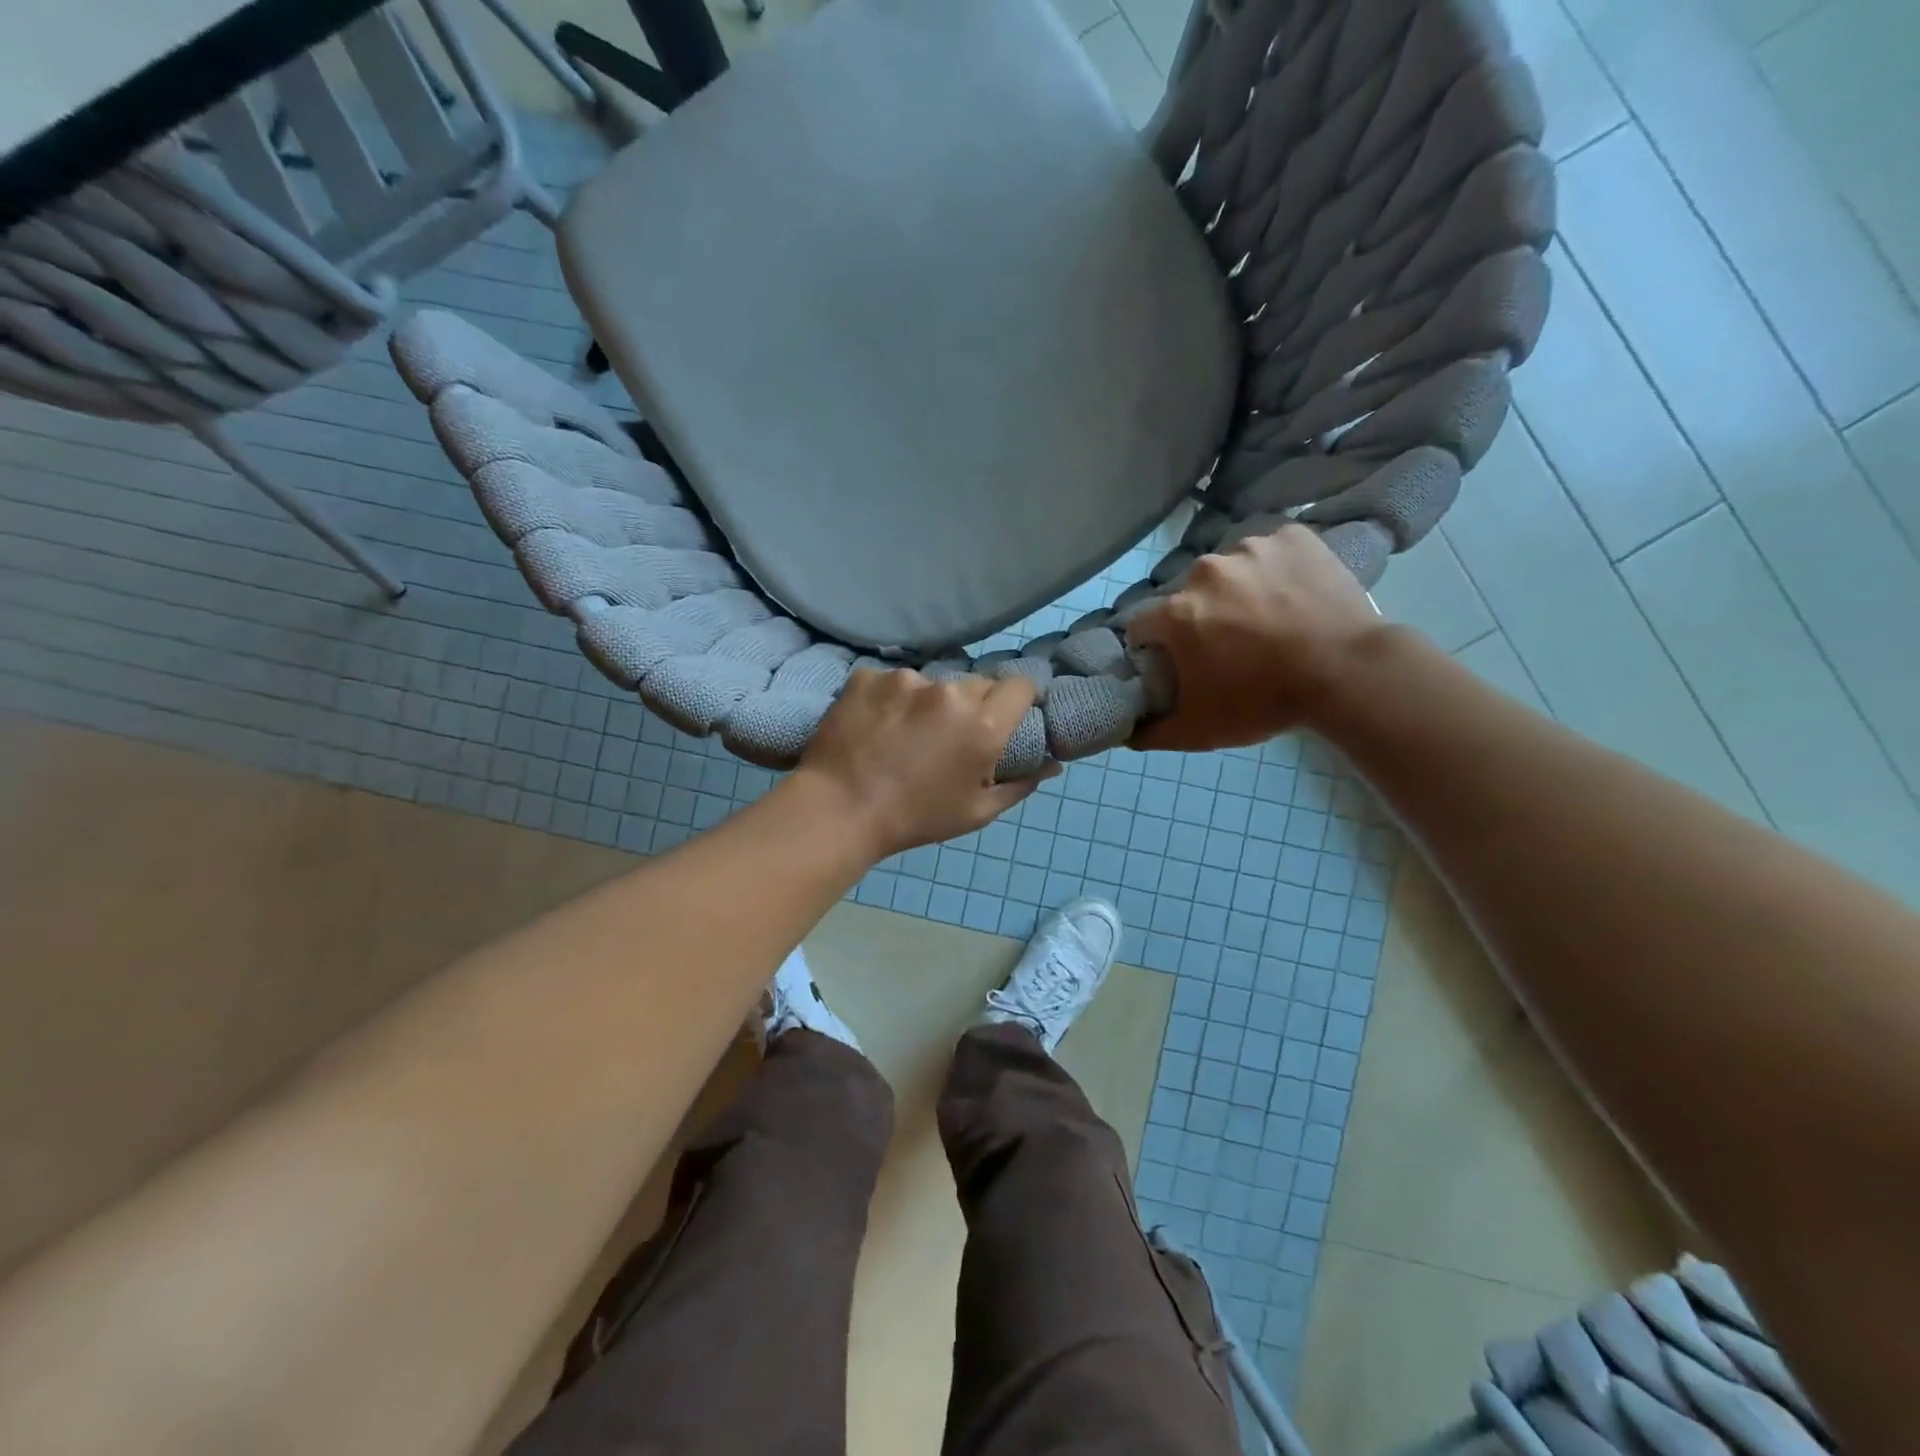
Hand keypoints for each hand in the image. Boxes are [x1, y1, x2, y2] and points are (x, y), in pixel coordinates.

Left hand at [796, 668, 1055, 857]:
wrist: (838, 810)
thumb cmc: (915, 818)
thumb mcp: (976, 812)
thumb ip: (1020, 784)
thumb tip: (1052, 765)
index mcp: (984, 724)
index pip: (1021, 685)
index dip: (1018, 700)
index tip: (1007, 717)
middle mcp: (950, 692)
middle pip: (977, 684)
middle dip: (973, 705)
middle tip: (951, 736)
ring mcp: (906, 680)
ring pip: (932, 683)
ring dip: (929, 702)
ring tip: (904, 734)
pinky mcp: (869, 676)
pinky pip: (892, 682)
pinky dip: (890, 699)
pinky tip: (875, 726)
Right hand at [1126, 525, 1385, 751]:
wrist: (1348, 673)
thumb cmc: (1265, 701)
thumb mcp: (1199, 730)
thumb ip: (1151, 731)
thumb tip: (1125, 730)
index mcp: (1176, 613)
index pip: (1142, 624)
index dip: (1156, 645)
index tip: (1178, 660)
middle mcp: (1204, 571)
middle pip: (1187, 594)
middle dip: (1199, 615)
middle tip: (1230, 643)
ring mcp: (1251, 547)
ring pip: (1229, 568)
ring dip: (1237, 589)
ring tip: (1268, 617)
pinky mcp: (1292, 536)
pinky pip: (1271, 548)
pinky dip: (1275, 567)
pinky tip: (1292, 592)